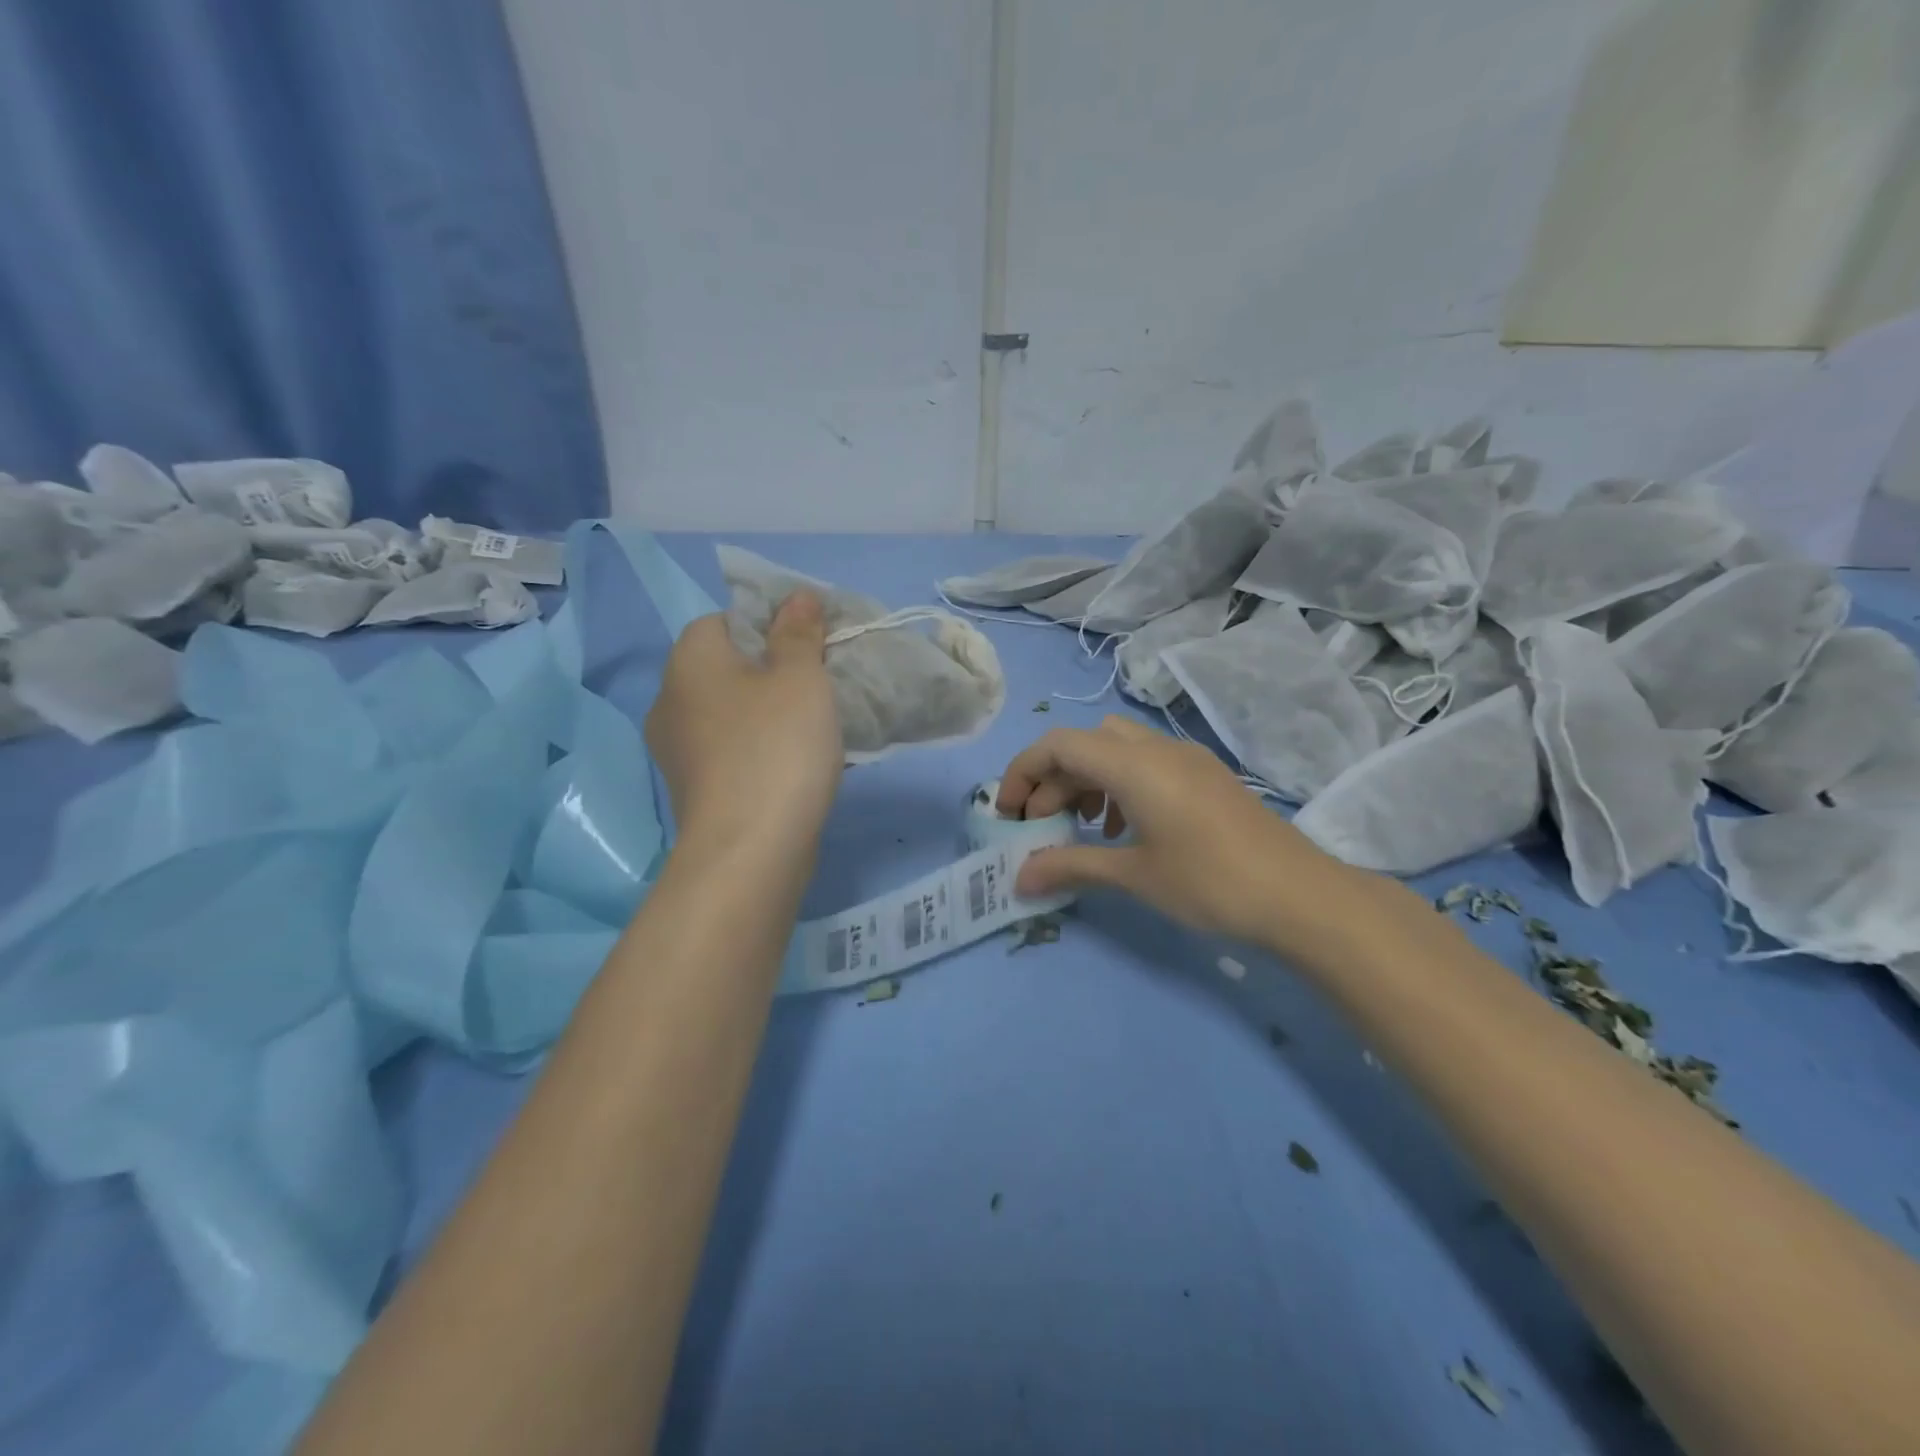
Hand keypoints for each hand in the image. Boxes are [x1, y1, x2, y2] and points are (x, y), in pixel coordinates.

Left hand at [645, 593, 842, 858]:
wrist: (750, 850)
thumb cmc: (777, 747)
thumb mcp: (800, 677)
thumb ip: (799, 632)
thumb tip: (797, 597)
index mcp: (689, 660)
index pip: (727, 619)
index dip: (773, 626)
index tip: (812, 648)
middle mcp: (670, 699)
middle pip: (728, 666)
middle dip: (773, 671)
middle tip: (819, 686)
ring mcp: (676, 750)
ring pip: (730, 711)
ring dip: (767, 713)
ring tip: (813, 727)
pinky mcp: (693, 789)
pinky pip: (731, 749)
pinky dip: (759, 748)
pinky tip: (793, 764)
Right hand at [997, 716, 1371, 953]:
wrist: (1301, 896)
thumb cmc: (1210, 882)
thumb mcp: (1133, 875)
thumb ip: (1070, 866)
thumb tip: (1019, 879)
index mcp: (1134, 764)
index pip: (1058, 744)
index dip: (1023, 772)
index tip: (1009, 814)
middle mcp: (1157, 748)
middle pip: (1085, 743)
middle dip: (1053, 780)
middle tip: (1043, 827)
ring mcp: (1186, 758)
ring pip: (1116, 749)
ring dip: (1087, 780)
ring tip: (1084, 826)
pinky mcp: (1205, 775)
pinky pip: (1146, 763)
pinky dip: (1119, 785)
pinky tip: (1125, 829)